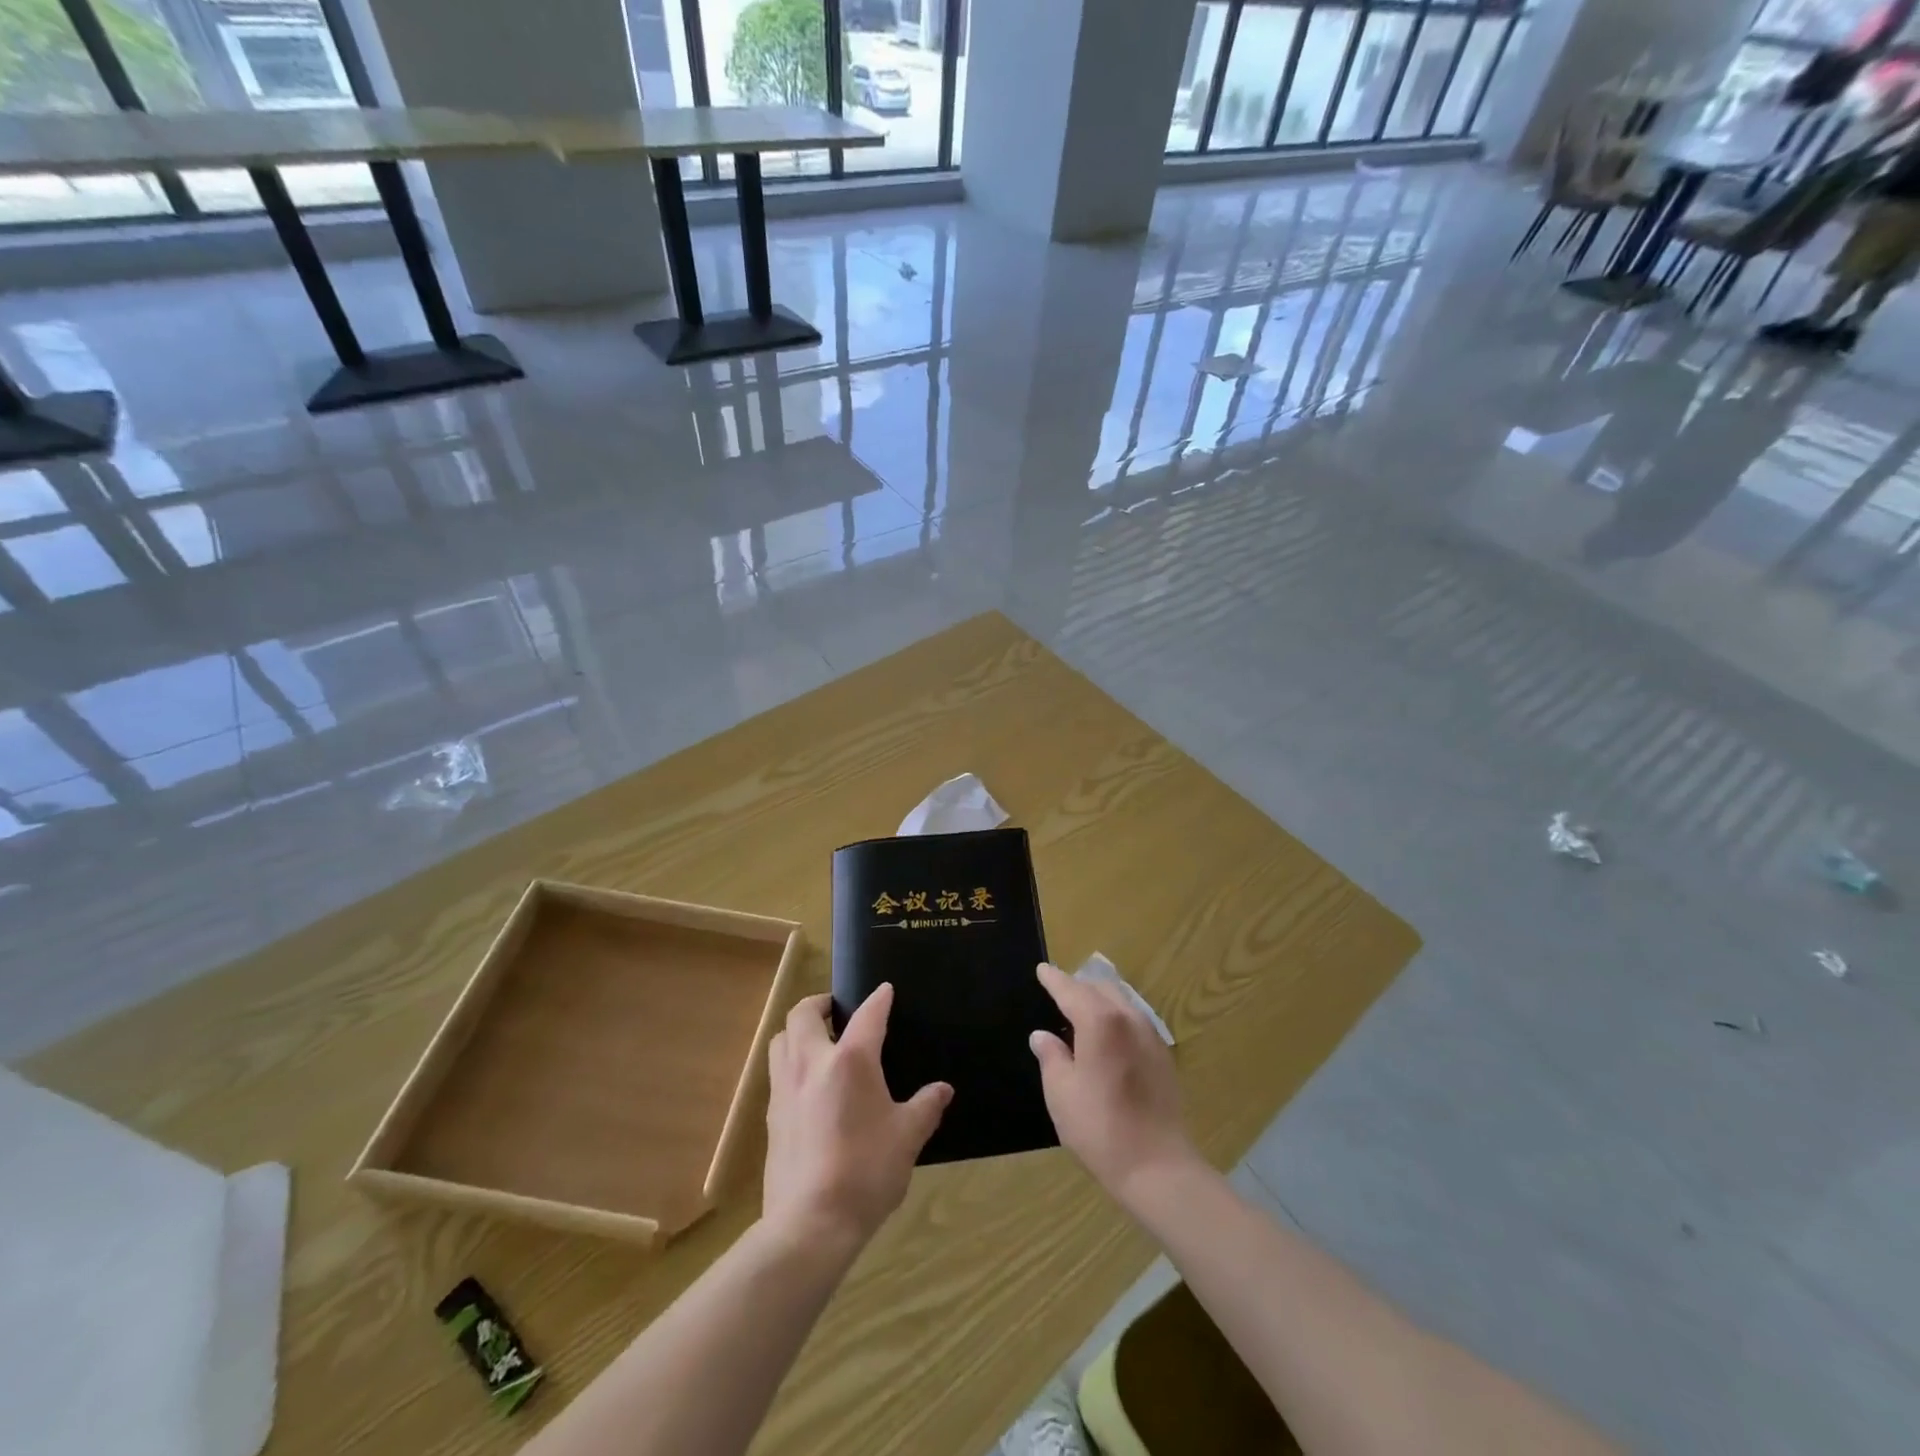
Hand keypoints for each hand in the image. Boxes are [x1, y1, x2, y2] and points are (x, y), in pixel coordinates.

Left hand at [763, 987, 950, 1255]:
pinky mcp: (771, 1117)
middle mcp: (812, 1063)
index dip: (878, 999)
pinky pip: (777, 1073)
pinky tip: (808, 1086)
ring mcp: (785, 1089)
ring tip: (818, 1042)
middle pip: (803, 1013)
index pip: (867, 1015)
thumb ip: (926, 1107)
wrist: (810, 1223)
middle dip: (820, 1003)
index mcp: (850, 1061)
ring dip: (798, 1031)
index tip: (885, 990)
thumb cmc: (866, 1172)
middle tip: (837, 1009)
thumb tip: (943, 1090)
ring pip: (781, 1040)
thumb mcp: (907, 1138)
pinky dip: (791, 1064)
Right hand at [1030, 963, 1198, 1199]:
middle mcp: (1128, 1018)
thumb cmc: (1100, 1128)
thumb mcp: (1061, 1092)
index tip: (1042, 970)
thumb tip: (1042, 1036)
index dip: (1054, 979)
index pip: (1071, 989)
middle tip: (1058, 992)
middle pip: (1100, 988)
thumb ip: (1050, 1056)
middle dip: (1078, 986)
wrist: (1157, 1166)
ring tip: (1081, 1011)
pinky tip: (1107, 1035)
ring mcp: (1150, 1035)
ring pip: (1121, 1000)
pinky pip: (1134, 1019)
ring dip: (1099, 999)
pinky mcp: (1162, 1055)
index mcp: (1100, 1021)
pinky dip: (1116, 1016)